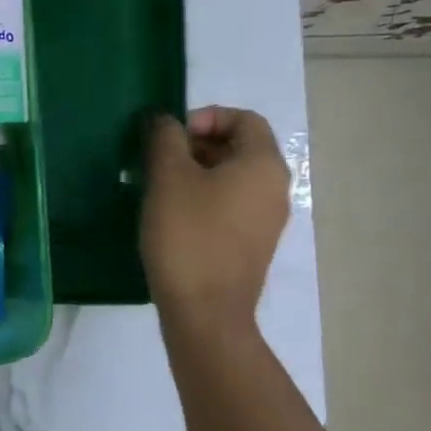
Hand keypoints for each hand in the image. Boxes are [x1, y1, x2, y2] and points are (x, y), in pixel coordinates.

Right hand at [142, 106, 291, 335]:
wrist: (205, 313)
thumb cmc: (188, 235)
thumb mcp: (168, 177)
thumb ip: (165, 138)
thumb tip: (165, 121)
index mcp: (263, 164)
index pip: (244, 119)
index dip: (205, 118)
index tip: (171, 136)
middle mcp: (274, 188)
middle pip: (238, 147)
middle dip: (195, 145)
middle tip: (156, 160)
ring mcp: (266, 220)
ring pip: (231, 178)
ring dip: (195, 172)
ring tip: (157, 187)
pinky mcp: (251, 244)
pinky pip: (230, 205)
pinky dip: (203, 198)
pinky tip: (170, 215)